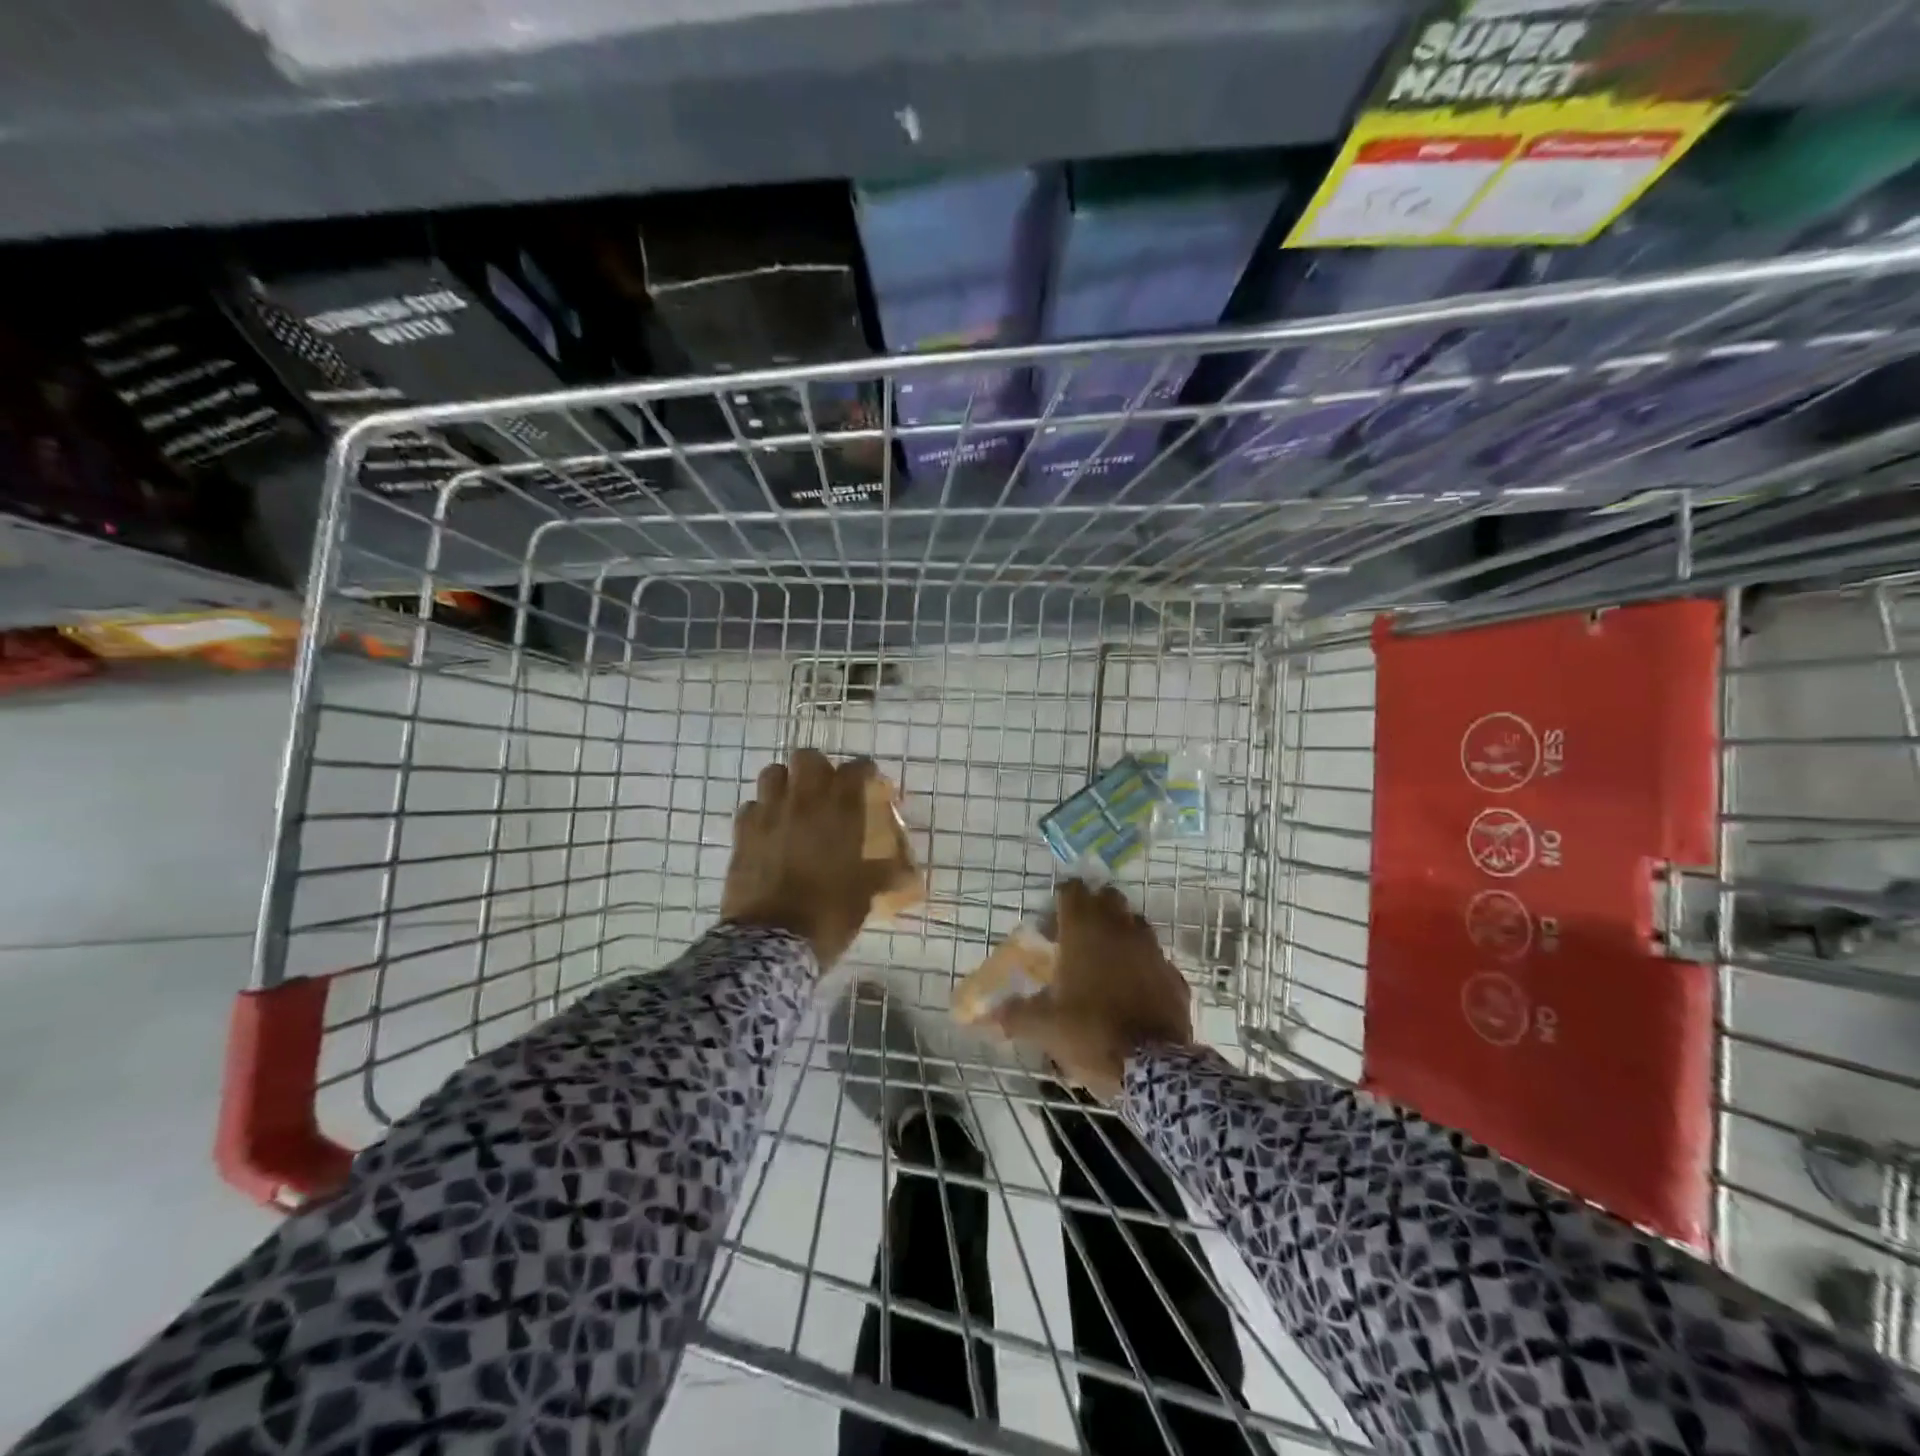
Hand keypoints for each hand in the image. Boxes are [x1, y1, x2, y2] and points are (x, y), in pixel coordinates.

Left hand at [722, 749, 903, 967]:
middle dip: (819, 768)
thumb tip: (908, 873)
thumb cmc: (828, 914)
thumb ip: (886, 874)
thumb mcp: (866, 895)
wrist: (772, 942)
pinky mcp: (742, 833)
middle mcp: (804, 802)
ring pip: (773, 774)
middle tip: (827, 789)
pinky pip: (751, 807)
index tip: (869, 782)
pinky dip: (762, 812)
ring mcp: (769, 814)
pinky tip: (769, 830)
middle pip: (808, 758)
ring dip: (786, 782)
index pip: (855, 770)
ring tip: (794, 803)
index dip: (864, 771)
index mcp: (840, 811)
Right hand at [991, 880, 1193, 1099]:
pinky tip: (1133, 989)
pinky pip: (1155, 958)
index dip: (1060, 902)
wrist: (1153, 1068)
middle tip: (1076, 938)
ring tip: (1105, 962)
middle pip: (1108, 898)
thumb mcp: (1043, 1027)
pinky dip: (1142, 965)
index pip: (1072, 890)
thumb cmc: (1091, 1034)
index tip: (1051, 926)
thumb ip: (1014, 1015)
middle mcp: (1120, 930)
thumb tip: (989, 1016)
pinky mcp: (1174, 975)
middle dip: (1093, 909)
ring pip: (1135, 923)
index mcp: (1085, 932)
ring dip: (1120, 932)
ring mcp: (1152, 950)